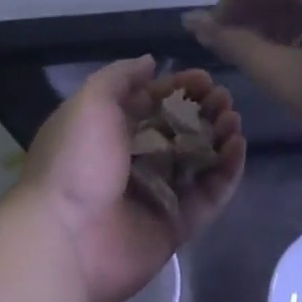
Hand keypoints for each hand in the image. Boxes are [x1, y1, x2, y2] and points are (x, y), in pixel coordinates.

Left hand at [19, 56, 245, 301]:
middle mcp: (135, 159)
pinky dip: (226, 173)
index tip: (205, 79)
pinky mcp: (175, 225)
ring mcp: (157, 194)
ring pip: (197, 160)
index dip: (180, 88)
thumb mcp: (90, 102)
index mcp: (111, 130)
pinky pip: (207, 196)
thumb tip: (151, 62)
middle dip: (204, 110)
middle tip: (224, 99)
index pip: (153, 102)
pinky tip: (238, 148)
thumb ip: (120, 78)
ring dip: (219, 137)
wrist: (63, 239)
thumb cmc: (75, 161)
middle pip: (179, 129)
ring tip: (233, 120)